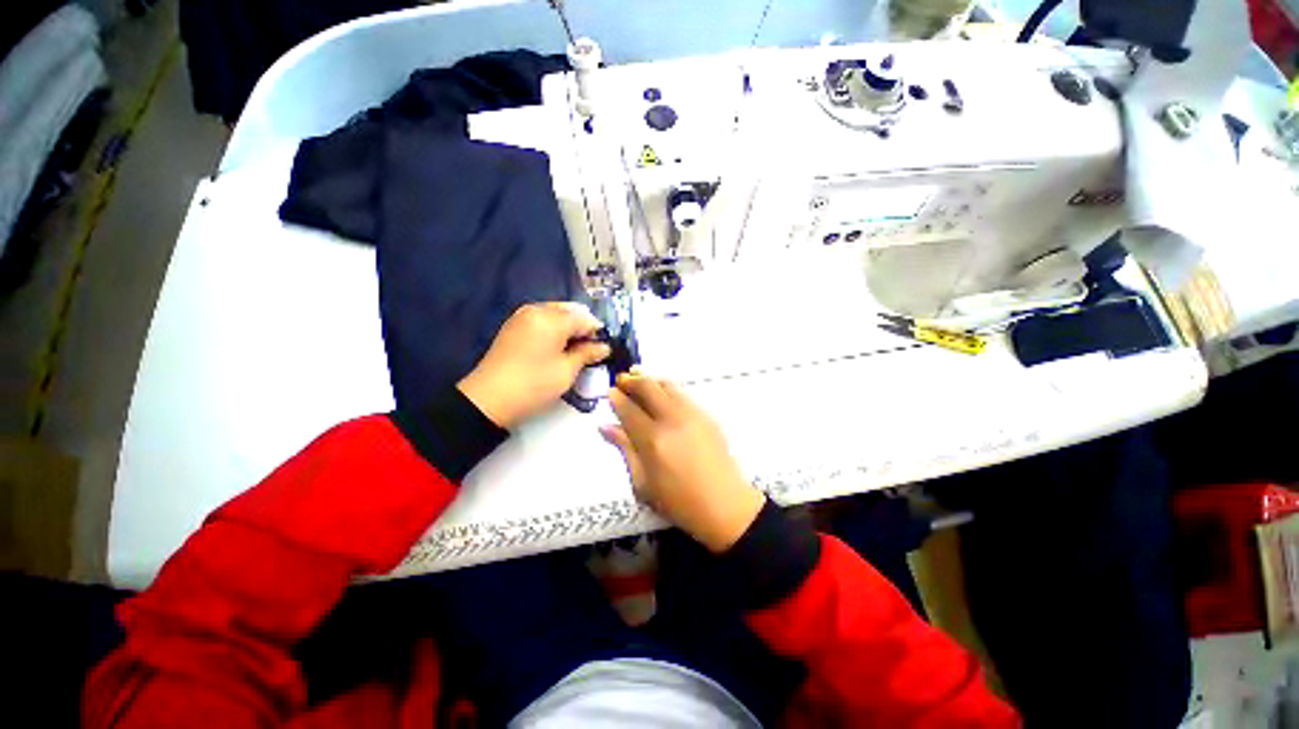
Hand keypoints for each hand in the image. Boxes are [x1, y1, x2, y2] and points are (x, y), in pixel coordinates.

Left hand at [458, 303, 610, 428]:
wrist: (489, 399)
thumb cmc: (534, 384)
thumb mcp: (567, 370)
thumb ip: (588, 354)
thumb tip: (604, 347)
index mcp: (552, 318)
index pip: (585, 318)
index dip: (597, 333)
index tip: (603, 350)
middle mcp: (537, 309)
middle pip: (570, 312)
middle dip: (582, 328)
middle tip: (589, 351)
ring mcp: (522, 316)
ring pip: (556, 315)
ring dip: (568, 329)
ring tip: (573, 351)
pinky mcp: (513, 326)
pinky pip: (542, 320)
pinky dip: (553, 330)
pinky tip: (556, 348)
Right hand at [602, 373, 765, 552]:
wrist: (724, 505)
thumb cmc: (679, 502)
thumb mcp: (643, 483)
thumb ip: (625, 449)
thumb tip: (606, 427)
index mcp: (653, 440)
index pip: (629, 410)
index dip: (617, 398)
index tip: (610, 392)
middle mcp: (672, 420)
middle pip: (648, 388)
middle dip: (632, 380)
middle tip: (622, 379)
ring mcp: (692, 414)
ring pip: (667, 385)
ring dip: (650, 379)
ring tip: (639, 377)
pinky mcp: (706, 415)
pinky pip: (683, 393)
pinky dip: (667, 388)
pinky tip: (662, 393)